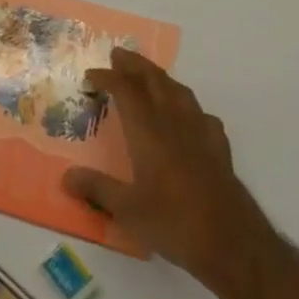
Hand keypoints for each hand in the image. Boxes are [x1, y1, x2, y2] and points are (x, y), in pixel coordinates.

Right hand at [61, 48, 263, 294]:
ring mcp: (201, 133)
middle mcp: (174, 123)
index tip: (90, 75)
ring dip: (161, 78)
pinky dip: (188, 105)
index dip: (107, 77)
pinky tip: (187, 117)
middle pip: (154, 80)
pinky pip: (201, 114)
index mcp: (148, 131)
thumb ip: (97, 189)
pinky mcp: (220, 149)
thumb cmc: (174, 223)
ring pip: (179, 91)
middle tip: (118, 55)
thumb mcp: (127, 211)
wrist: (233, 244)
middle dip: (135, 64)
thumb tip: (66, 177)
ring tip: (149, 76)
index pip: (125, 90)